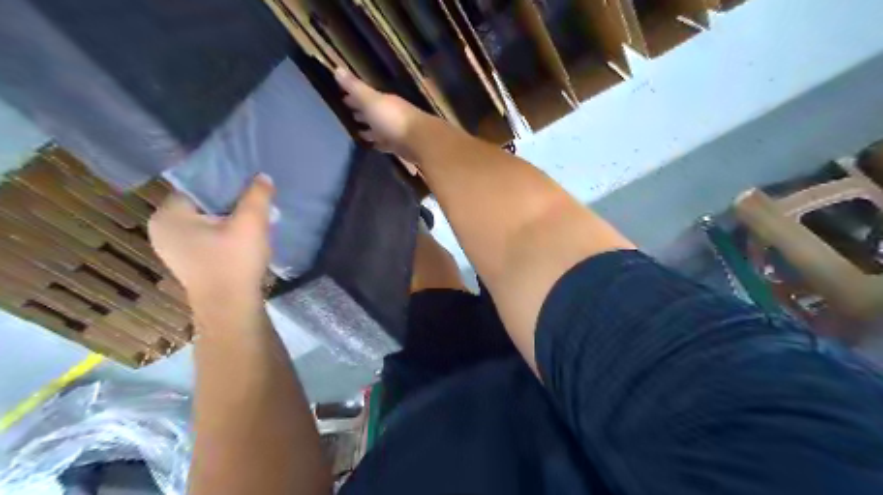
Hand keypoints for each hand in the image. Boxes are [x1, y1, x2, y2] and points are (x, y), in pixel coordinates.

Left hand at [146, 174, 274, 305]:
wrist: (231, 307)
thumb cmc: (235, 262)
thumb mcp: (251, 223)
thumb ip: (257, 195)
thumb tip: (262, 176)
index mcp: (168, 215)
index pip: (196, 186)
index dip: (224, 182)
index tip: (247, 184)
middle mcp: (162, 229)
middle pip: (201, 203)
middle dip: (228, 201)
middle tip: (254, 201)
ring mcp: (172, 248)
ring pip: (205, 221)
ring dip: (227, 218)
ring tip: (252, 217)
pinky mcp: (187, 262)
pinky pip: (205, 237)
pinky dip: (223, 233)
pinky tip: (242, 238)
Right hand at [335, 66, 427, 160]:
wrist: (420, 141)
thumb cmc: (393, 119)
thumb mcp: (371, 101)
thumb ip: (355, 88)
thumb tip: (336, 68)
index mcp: (385, 101)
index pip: (367, 97)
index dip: (355, 98)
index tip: (342, 99)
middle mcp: (392, 114)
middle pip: (374, 113)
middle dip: (363, 113)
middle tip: (348, 115)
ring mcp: (397, 131)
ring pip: (380, 129)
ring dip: (370, 131)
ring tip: (358, 133)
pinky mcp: (401, 147)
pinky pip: (386, 144)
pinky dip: (379, 144)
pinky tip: (373, 147)